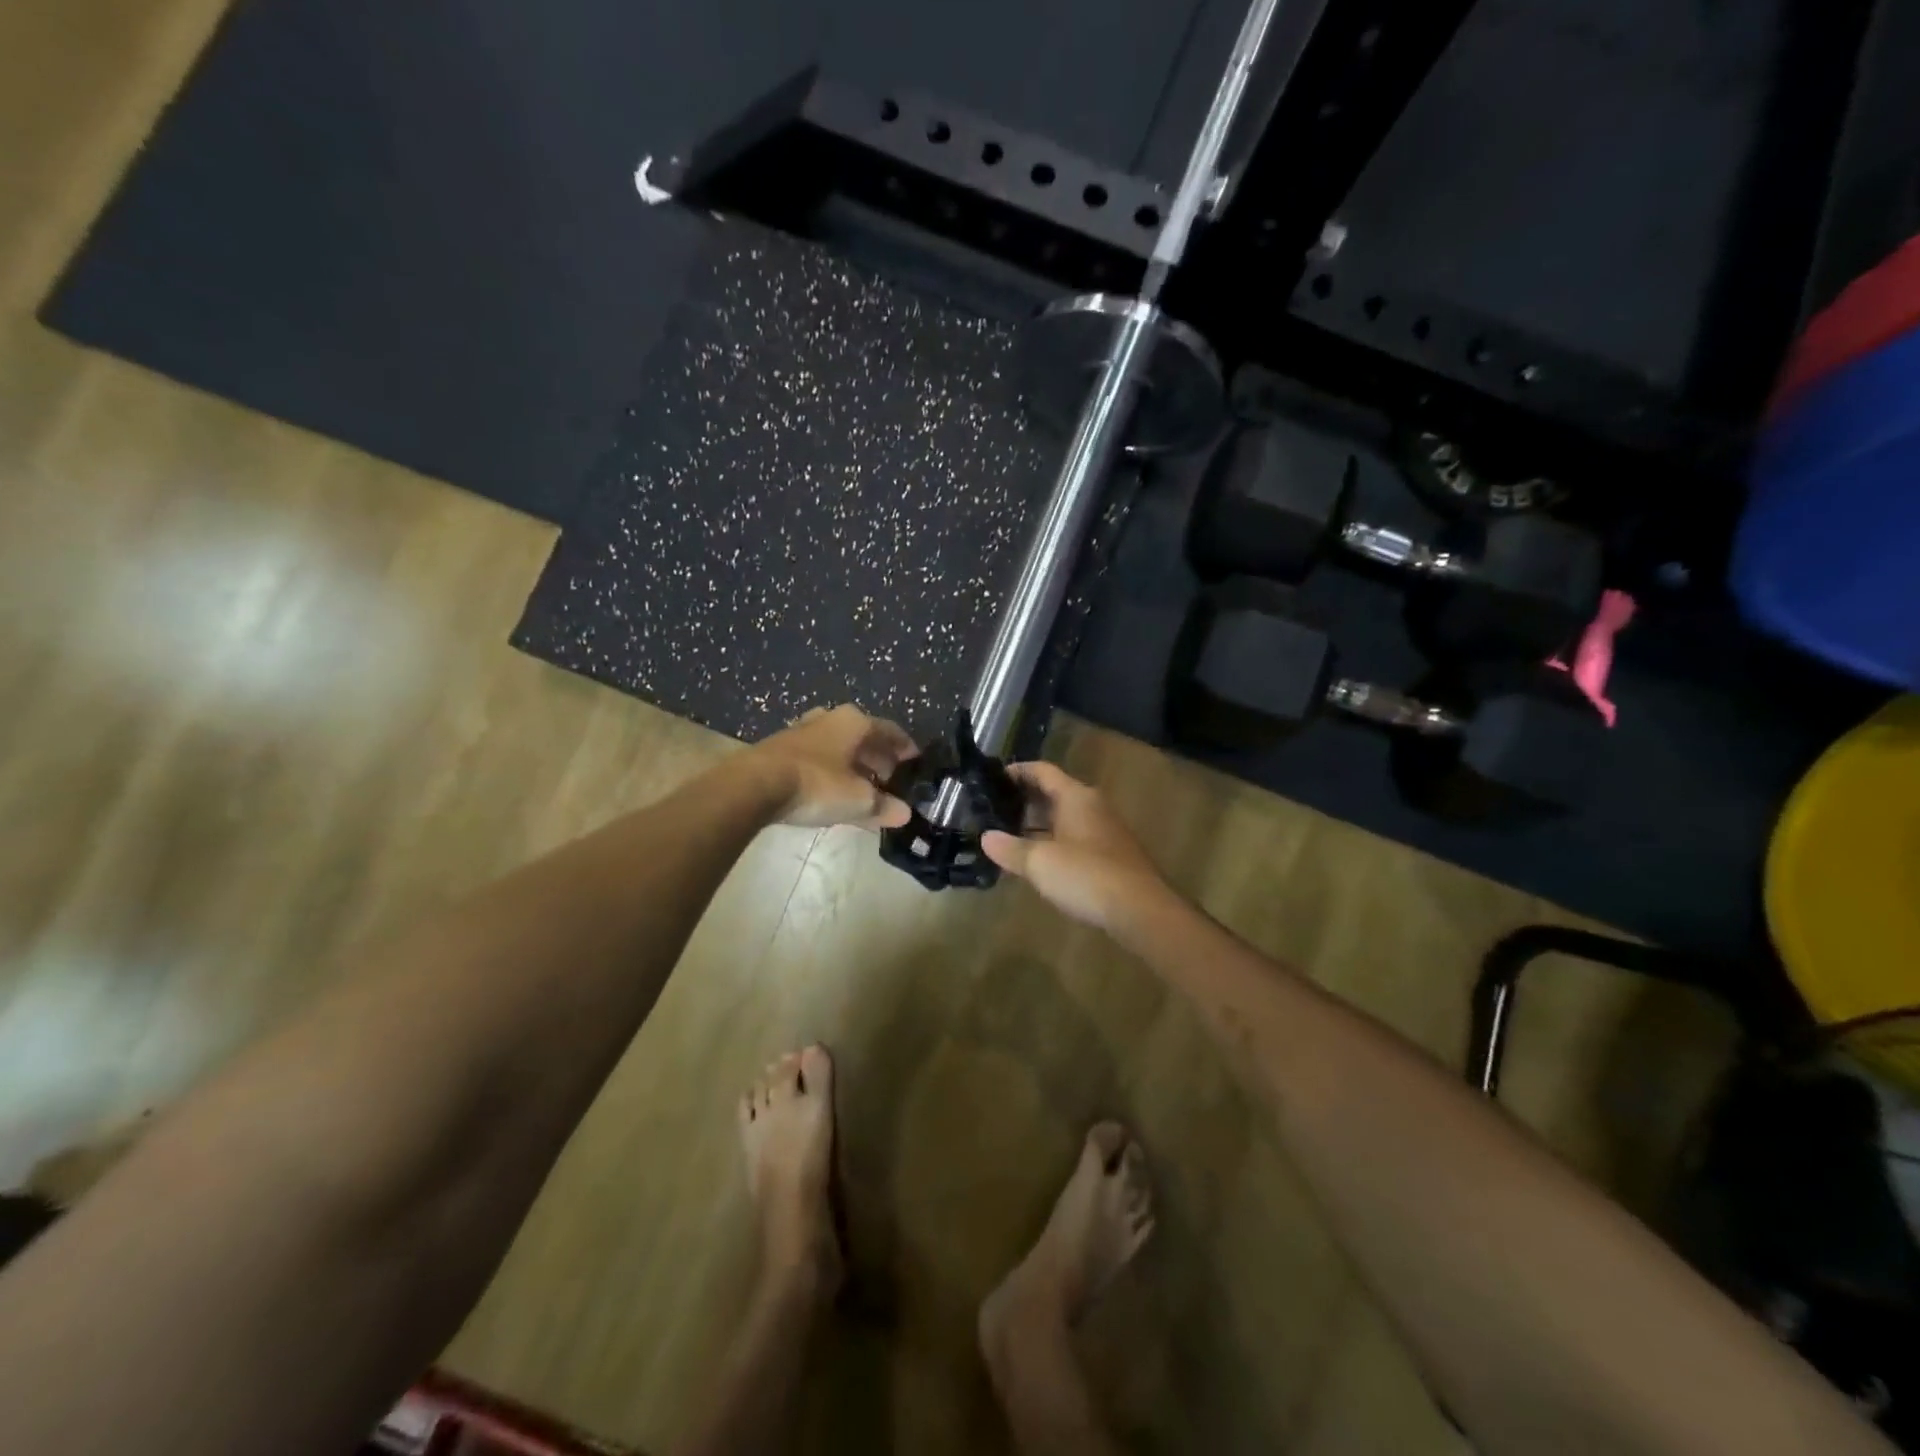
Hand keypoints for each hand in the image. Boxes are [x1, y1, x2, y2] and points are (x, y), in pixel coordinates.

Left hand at [748, 705, 919, 829]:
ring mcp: (802, 732)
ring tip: (864, 790)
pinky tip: (833, 793)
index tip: (915, 762)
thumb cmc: (817, 784)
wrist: (754, 785)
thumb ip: (883, 806)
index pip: (890, 731)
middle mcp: (830, 719)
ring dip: (854, 767)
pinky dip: (832, 773)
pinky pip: (819, 759)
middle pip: (863, 738)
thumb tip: (904, 814)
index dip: (905, 748)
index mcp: (854, 722)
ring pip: (839, 748)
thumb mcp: (858, 800)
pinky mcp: (781, 749)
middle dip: (879, 760)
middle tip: (891, 782)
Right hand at [981, 762, 1172, 930]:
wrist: (1140, 910)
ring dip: (1037, 824)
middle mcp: (1092, 806)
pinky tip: (1037, 861)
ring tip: (1007, 836)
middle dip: (1024, 800)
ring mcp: (1105, 831)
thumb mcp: (1040, 862)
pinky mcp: (1111, 855)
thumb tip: (986, 838)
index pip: (1043, 771)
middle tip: (992, 811)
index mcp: (1076, 797)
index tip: (992, 779)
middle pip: (1053, 793)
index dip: (1017, 771)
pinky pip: (1074, 838)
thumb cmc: (1087, 875)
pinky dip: (1053, 842)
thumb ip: (1010, 848)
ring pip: (1064, 818)